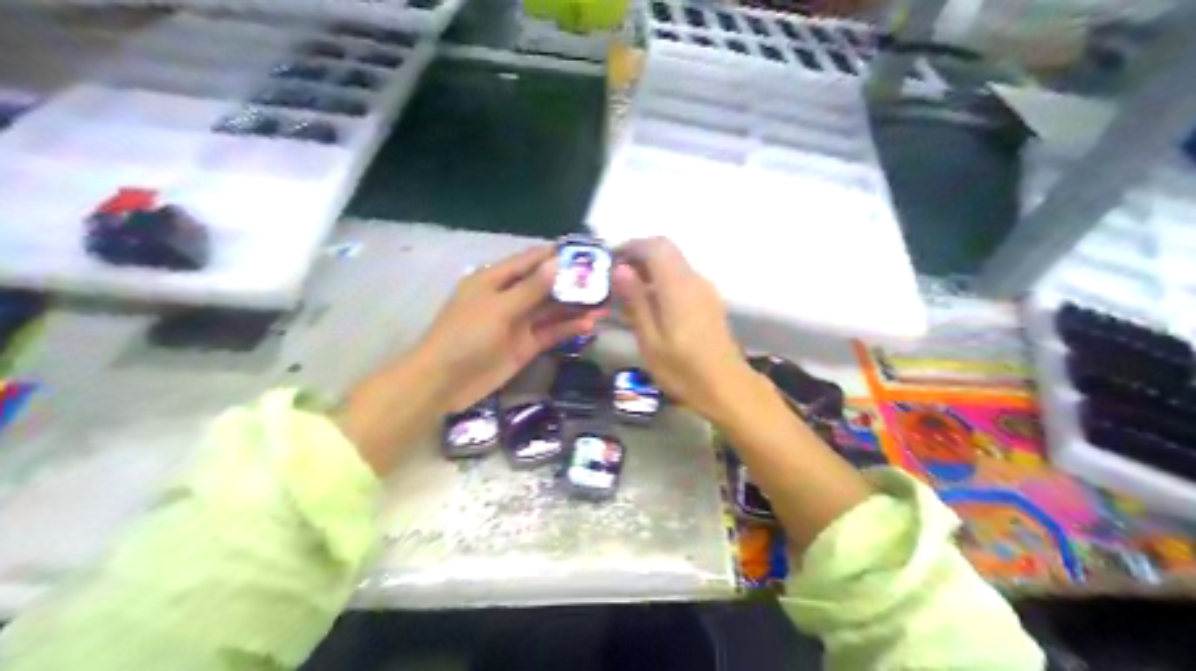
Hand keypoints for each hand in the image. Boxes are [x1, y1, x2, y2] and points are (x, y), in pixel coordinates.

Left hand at [342, 243, 608, 471]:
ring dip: (576, 307)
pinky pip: (550, 332)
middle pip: (545, 285)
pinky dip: (569, 329)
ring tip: (607, 303)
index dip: (558, 255)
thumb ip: (531, 288)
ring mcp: (518, 323)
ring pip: (552, 310)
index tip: (589, 252)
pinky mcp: (525, 346)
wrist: (444, 382)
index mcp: (496, 279)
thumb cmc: (465, 336)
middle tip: (607, 280)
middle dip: (573, 283)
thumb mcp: (499, 308)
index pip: (532, 260)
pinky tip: (591, 325)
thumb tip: (558, 262)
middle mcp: (509, 297)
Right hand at [611, 238, 749, 421]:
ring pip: (674, 263)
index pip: (654, 246)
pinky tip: (650, 306)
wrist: (726, 386)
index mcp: (677, 285)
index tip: (609, 260)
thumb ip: (635, 300)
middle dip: (639, 255)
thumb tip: (620, 268)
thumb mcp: (650, 339)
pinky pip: (682, 278)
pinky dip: (662, 281)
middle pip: (665, 249)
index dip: (630, 246)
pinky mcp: (708, 301)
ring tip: (628, 293)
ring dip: (650, 269)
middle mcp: (694, 279)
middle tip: (616, 276)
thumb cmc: (682, 368)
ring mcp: (704, 289)